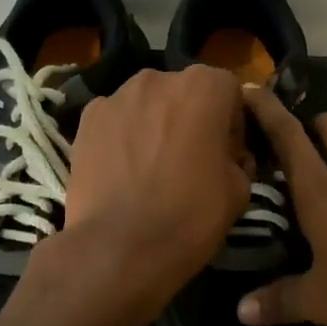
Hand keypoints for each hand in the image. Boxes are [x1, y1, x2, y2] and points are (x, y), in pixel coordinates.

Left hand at [62, 66, 253, 302]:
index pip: (228, 91)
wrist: (119, 247)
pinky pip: (115, 119)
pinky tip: (123, 170)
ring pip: (147, 103)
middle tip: (190, 160)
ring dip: (155, 123)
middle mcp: (160, 78)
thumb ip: (237, 158)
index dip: (231, 123)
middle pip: (184, 92)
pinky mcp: (87, 118)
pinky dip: (122, 136)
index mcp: (204, 87)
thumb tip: (227, 157)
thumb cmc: (189, 215)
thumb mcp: (239, 191)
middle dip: (191, 118)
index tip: (227, 154)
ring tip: (151, 166)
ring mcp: (117, 96)